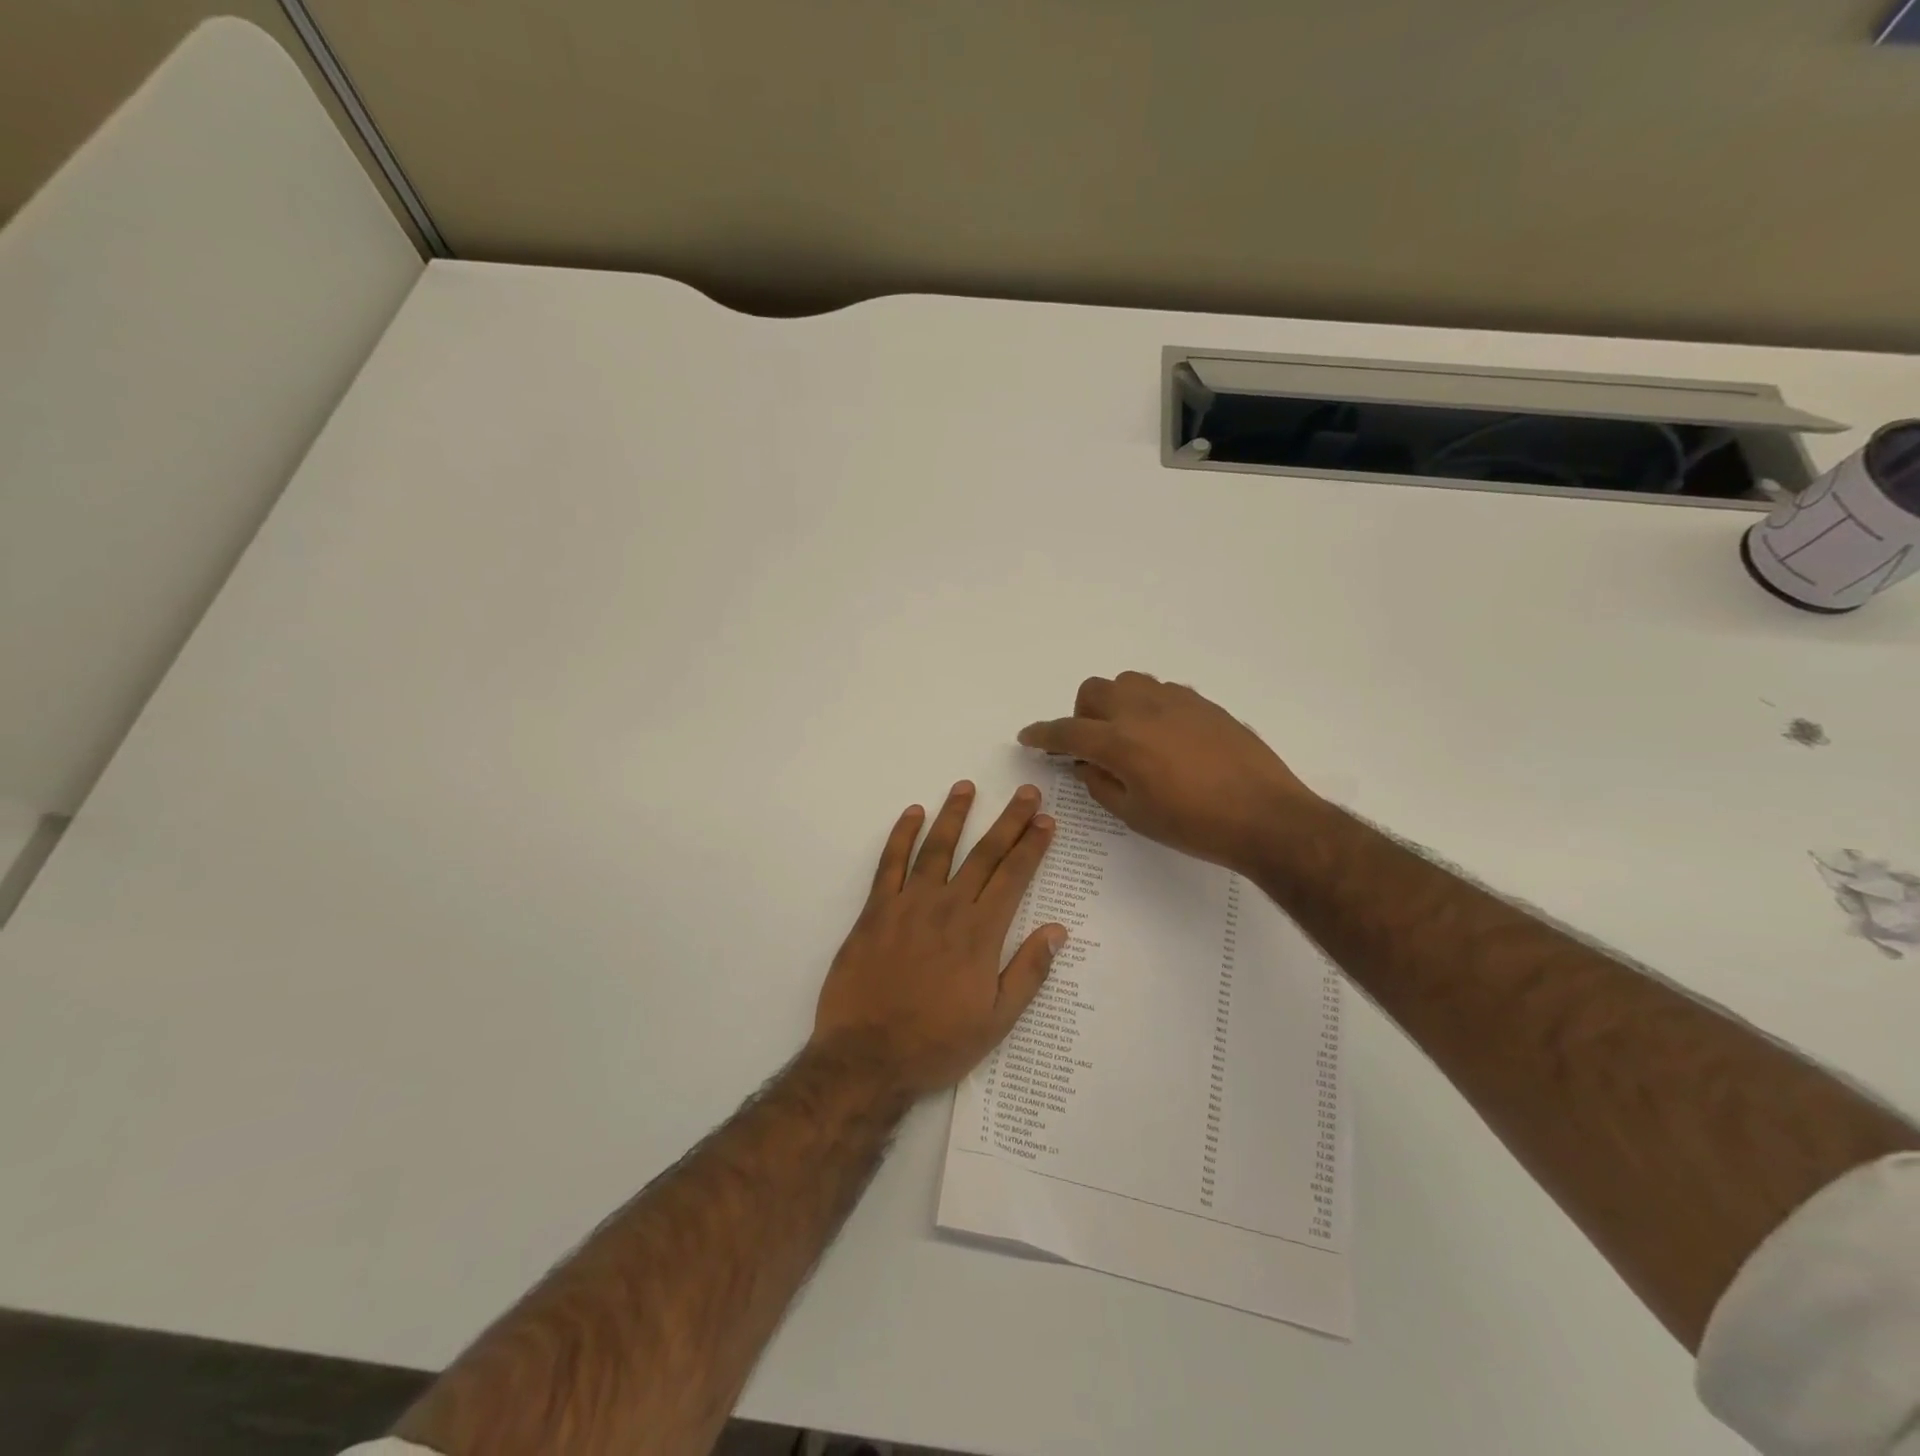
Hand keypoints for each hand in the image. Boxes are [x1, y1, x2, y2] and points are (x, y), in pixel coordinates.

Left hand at [810, 782, 1066, 1096]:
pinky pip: (889, 863)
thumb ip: (1028, 972)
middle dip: (1008, 820)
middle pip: (984, 853)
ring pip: (937, 848)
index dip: (1032, 845)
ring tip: (966, 787)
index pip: (1014, 876)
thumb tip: (1057, 930)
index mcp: (981, 932)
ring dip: (954, 814)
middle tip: (1025, 792)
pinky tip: (912, 814)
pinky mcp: (875, 911)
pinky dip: (901, 835)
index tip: (1046, 820)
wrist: (867, 1058)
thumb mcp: (997, 1020)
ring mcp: (908, 904)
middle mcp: (948, 907)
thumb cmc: (937, 1043)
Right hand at [1017, 671, 1322, 871]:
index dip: (1042, 735)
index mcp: (1120, 742)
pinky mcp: (1204, 703)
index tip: (1028, 737)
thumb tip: (1087, 765)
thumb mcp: (1135, 815)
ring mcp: (1176, 701)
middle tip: (1092, 746)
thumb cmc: (1194, 825)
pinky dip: (1148, 706)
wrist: (1265, 816)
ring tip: (1129, 735)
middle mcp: (1143, 710)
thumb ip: (1101, 784)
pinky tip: (1165, 736)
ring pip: (1128, 682)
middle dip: (1081, 715)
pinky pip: (1162, 691)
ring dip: (1115, 703)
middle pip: (1093, 691)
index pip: (1067, 732)